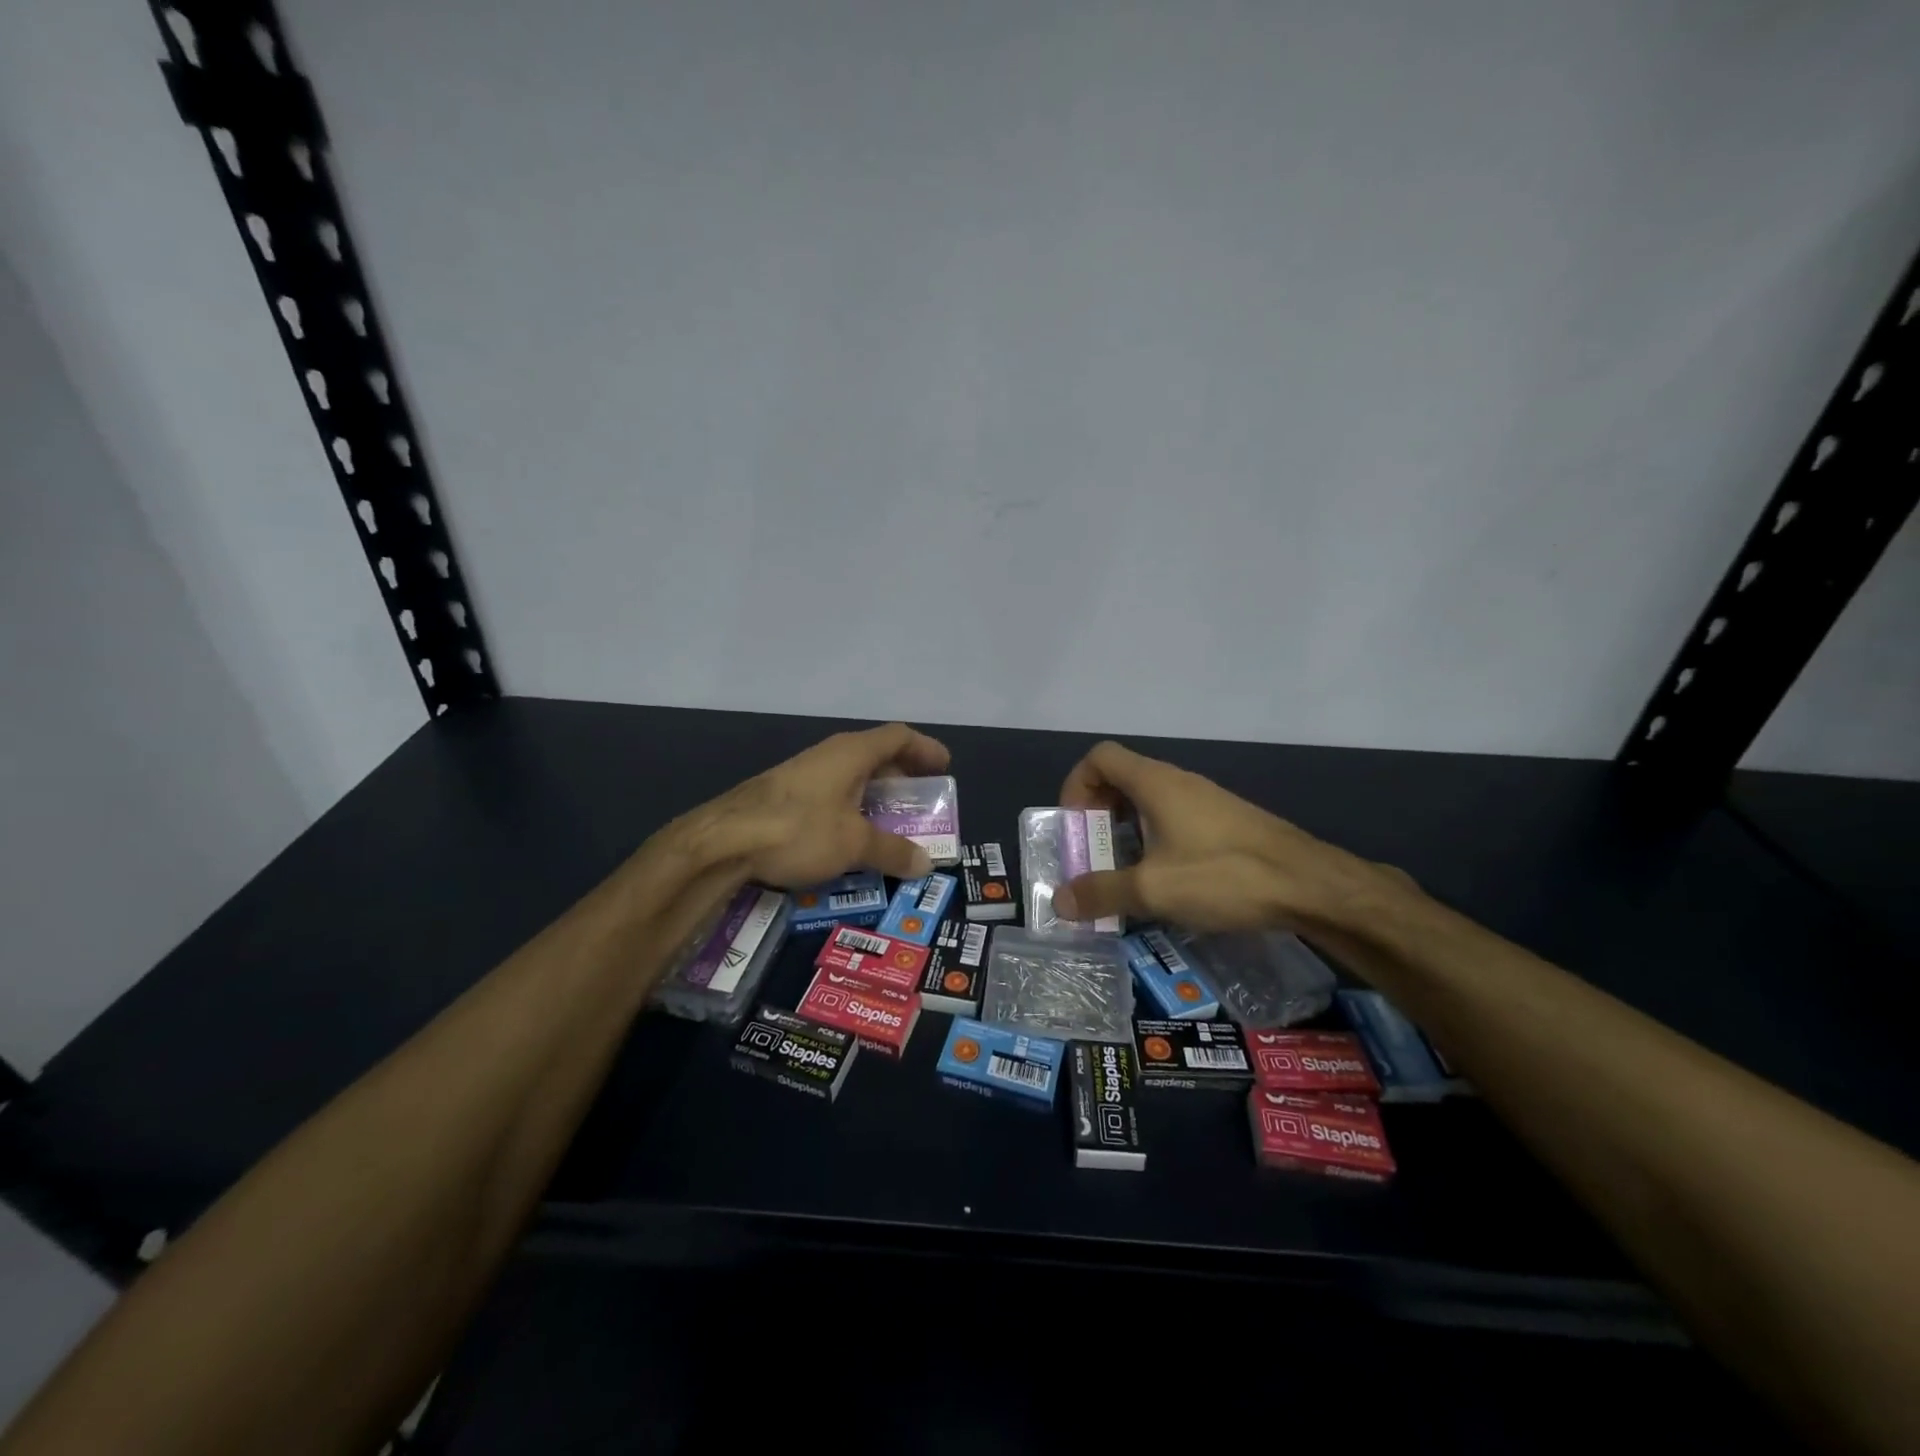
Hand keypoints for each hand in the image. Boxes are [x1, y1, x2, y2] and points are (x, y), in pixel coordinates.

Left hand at [697, 723, 951, 887]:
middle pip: (876, 755)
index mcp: (852, 753)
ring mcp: (803, 774)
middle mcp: (829, 755)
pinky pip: (831, 793)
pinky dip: (851, 808)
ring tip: (891, 822)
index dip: (925, 749)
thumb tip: (926, 864)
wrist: (721, 840)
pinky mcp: (784, 795)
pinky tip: (849, 836)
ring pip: (851, 776)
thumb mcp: (854, 844)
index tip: (944, 767)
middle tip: (921, 801)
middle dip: (902, 777)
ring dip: (875, 795)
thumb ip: (892, 852)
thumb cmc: (799, 829)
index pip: (898, 737)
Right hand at [1053, 740, 1398, 932]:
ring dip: (1126, 832)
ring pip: (1149, 803)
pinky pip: (1174, 820)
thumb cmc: (1224, 875)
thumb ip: (1101, 892)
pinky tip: (1167, 881)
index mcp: (1154, 783)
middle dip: (1098, 816)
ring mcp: (1205, 801)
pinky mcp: (1226, 823)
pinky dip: (1155, 842)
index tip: (1076, 827)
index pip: (1100, 757)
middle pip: (1121, 779)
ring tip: (1125, 875)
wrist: (1310, 885)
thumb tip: (1060, 901)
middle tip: (1094, 857)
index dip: (1077, 785)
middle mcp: (1177, 782)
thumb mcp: (1153, 889)